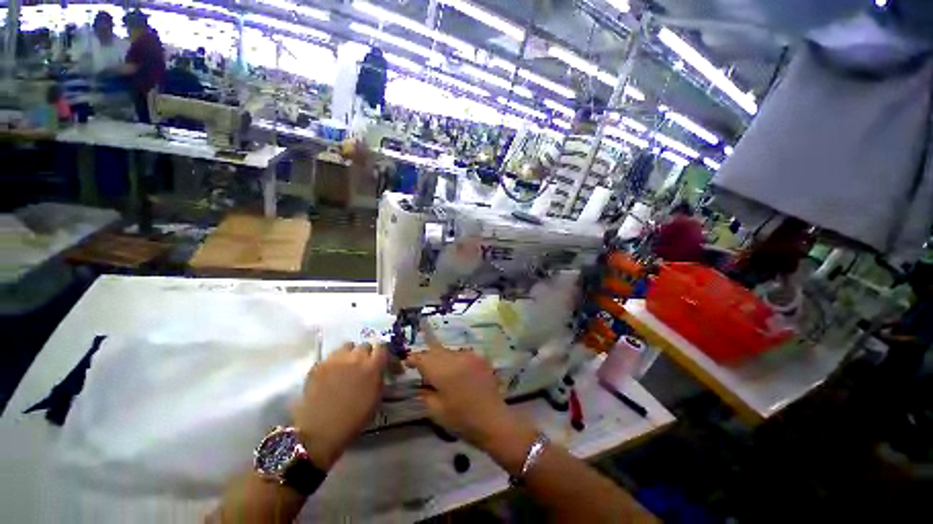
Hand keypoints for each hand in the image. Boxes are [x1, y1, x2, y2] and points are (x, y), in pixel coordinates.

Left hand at [291, 342, 386, 469]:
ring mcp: (335, 359)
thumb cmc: (353, 420)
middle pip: (364, 345)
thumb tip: (378, 369)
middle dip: (366, 354)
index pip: (382, 347)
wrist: (319, 433)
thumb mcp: (375, 398)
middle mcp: (355, 357)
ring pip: (347, 346)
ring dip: (350, 354)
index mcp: (372, 366)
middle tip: (363, 366)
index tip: (381, 361)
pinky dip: (334, 362)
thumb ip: (379, 378)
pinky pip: (331, 356)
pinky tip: (332, 374)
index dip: (382, 353)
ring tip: (347, 366)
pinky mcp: (319, 364)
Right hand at [405, 330, 529, 450]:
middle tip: (421, 365)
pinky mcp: (479, 358)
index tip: (407, 362)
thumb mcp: (436, 411)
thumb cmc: (462, 419)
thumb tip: (420, 385)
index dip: (414, 359)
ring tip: (439, 368)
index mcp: (442, 371)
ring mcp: (469, 356)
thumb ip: (425, 394)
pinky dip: (455, 359)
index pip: (423, 358)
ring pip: (448, 351)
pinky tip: (456, 370)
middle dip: (427, 356)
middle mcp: (455, 358)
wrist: (493, 420)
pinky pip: (461, 354)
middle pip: (435, 350)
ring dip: (441, 356)